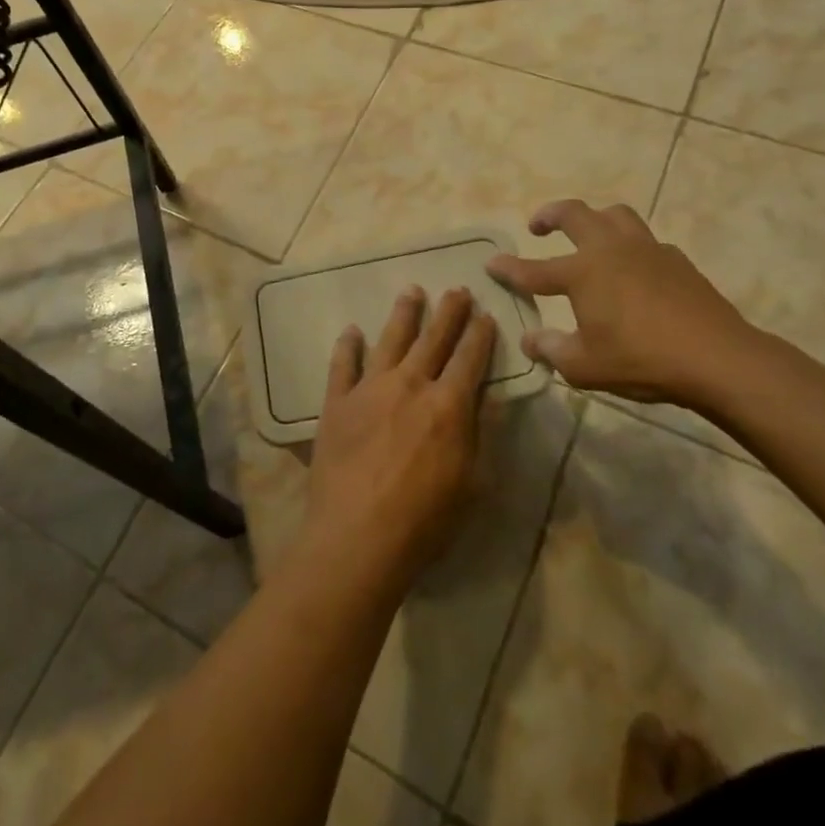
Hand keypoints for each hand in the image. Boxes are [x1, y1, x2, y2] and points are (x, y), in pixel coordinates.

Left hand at [298, 286, 495, 592]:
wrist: (358, 536)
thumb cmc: (424, 520)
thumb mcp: (472, 484)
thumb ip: (479, 434)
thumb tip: (487, 396)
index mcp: (447, 405)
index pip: (469, 359)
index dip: (480, 335)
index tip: (485, 314)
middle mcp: (409, 385)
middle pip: (433, 339)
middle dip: (449, 312)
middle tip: (457, 289)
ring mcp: (369, 389)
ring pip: (390, 340)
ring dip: (404, 314)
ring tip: (412, 291)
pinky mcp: (337, 402)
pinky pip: (342, 365)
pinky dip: (348, 346)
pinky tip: (351, 331)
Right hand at [486, 199, 763, 407]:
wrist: (719, 359)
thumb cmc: (642, 361)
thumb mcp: (585, 366)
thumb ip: (552, 350)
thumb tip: (530, 340)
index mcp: (582, 272)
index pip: (533, 270)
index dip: (509, 269)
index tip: (491, 263)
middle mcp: (610, 250)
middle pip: (574, 214)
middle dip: (550, 214)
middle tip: (538, 225)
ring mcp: (647, 250)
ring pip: (615, 215)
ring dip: (595, 218)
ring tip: (589, 233)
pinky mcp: (677, 260)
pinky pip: (646, 241)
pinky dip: (630, 246)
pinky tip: (634, 270)